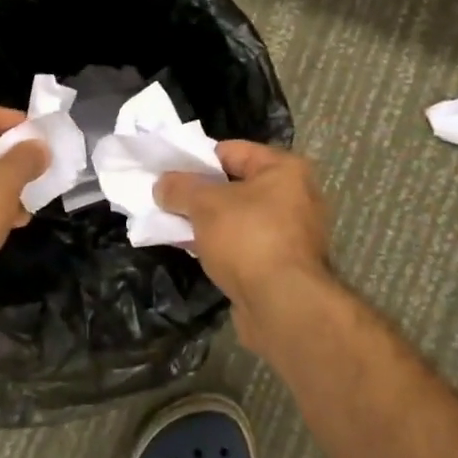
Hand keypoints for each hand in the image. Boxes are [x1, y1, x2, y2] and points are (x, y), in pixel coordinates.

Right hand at [155, 142, 334, 351]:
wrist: (283, 306)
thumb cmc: (248, 239)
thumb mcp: (205, 204)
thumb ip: (180, 188)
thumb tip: (163, 185)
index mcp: (284, 169)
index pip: (232, 151)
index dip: (197, 159)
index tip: (169, 172)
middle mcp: (295, 196)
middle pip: (235, 185)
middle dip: (200, 194)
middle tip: (168, 200)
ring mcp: (291, 233)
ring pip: (238, 217)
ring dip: (208, 222)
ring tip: (174, 226)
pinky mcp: (282, 264)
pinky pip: (244, 244)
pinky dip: (221, 245)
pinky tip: (194, 250)